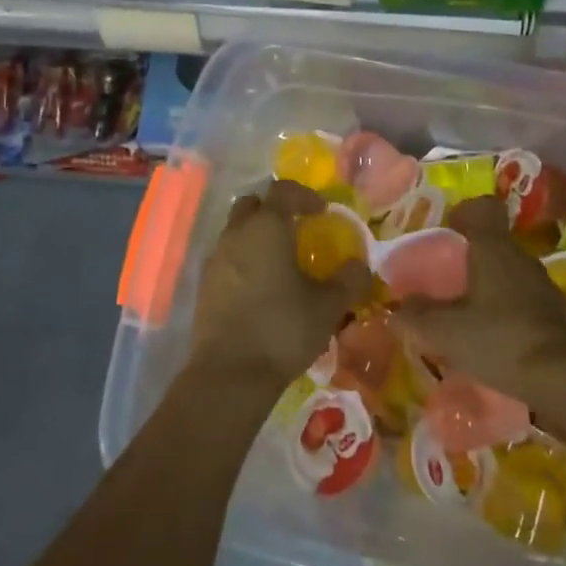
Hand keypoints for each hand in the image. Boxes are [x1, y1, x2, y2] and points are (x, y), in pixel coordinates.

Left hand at [191, 179, 372, 390]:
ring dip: (258, 236)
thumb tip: (360, 265)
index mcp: (266, 227)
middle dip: (275, 210)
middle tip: (297, 230)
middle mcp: (236, 235)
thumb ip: (348, 280)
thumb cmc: (282, 329)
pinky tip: (262, 288)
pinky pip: (227, 258)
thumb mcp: (328, 306)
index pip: (284, 191)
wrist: (229, 375)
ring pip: (236, 231)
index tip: (322, 213)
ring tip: (281, 262)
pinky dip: (245, 261)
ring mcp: (215, 260)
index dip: (305, 196)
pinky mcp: (204, 286)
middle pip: (252, 205)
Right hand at [392, 196, 565, 404]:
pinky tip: (488, 342)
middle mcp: (520, 259)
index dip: (463, 212)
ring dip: (485, 290)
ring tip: (461, 316)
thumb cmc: (501, 339)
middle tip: (441, 280)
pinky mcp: (555, 317)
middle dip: (467, 260)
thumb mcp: (446, 331)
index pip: (482, 209)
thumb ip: (417, 317)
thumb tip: (397, 308)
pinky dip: (503, 315)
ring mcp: (542, 288)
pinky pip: (520, 305)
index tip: (445, 228)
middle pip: (492, 246)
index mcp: (493, 249)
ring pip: (506, 277)